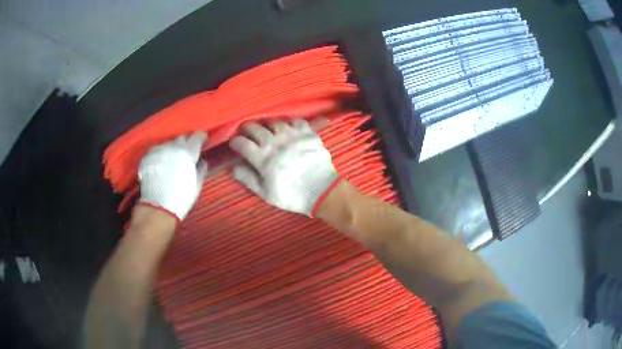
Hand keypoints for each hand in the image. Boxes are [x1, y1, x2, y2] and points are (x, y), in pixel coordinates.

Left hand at [138, 132, 207, 220]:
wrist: (158, 207)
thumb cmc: (181, 197)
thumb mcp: (196, 185)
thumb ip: (201, 170)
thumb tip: (202, 161)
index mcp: (187, 153)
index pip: (197, 137)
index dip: (201, 137)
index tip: (204, 139)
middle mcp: (173, 147)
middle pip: (181, 138)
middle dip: (186, 141)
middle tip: (188, 150)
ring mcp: (159, 150)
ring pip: (168, 143)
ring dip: (173, 148)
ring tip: (173, 158)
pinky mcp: (148, 156)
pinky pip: (157, 150)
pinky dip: (162, 154)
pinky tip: (162, 163)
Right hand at [230, 120, 339, 216]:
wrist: (321, 191)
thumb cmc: (291, 195)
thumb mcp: (266, 193)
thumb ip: (248, 178)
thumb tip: (233, 167)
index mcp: (262, 158)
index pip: (242, 143)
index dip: (235, 142)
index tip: (235, 144)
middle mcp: (275, 142)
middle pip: (255, 128)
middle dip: (247, 129)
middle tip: (248, 133)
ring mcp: (292, 135)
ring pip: (274, 122)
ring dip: (268, 125)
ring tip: (268, 131)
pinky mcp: (307, 133)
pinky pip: (295, 121)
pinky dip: (289, 123)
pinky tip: (289, 129)